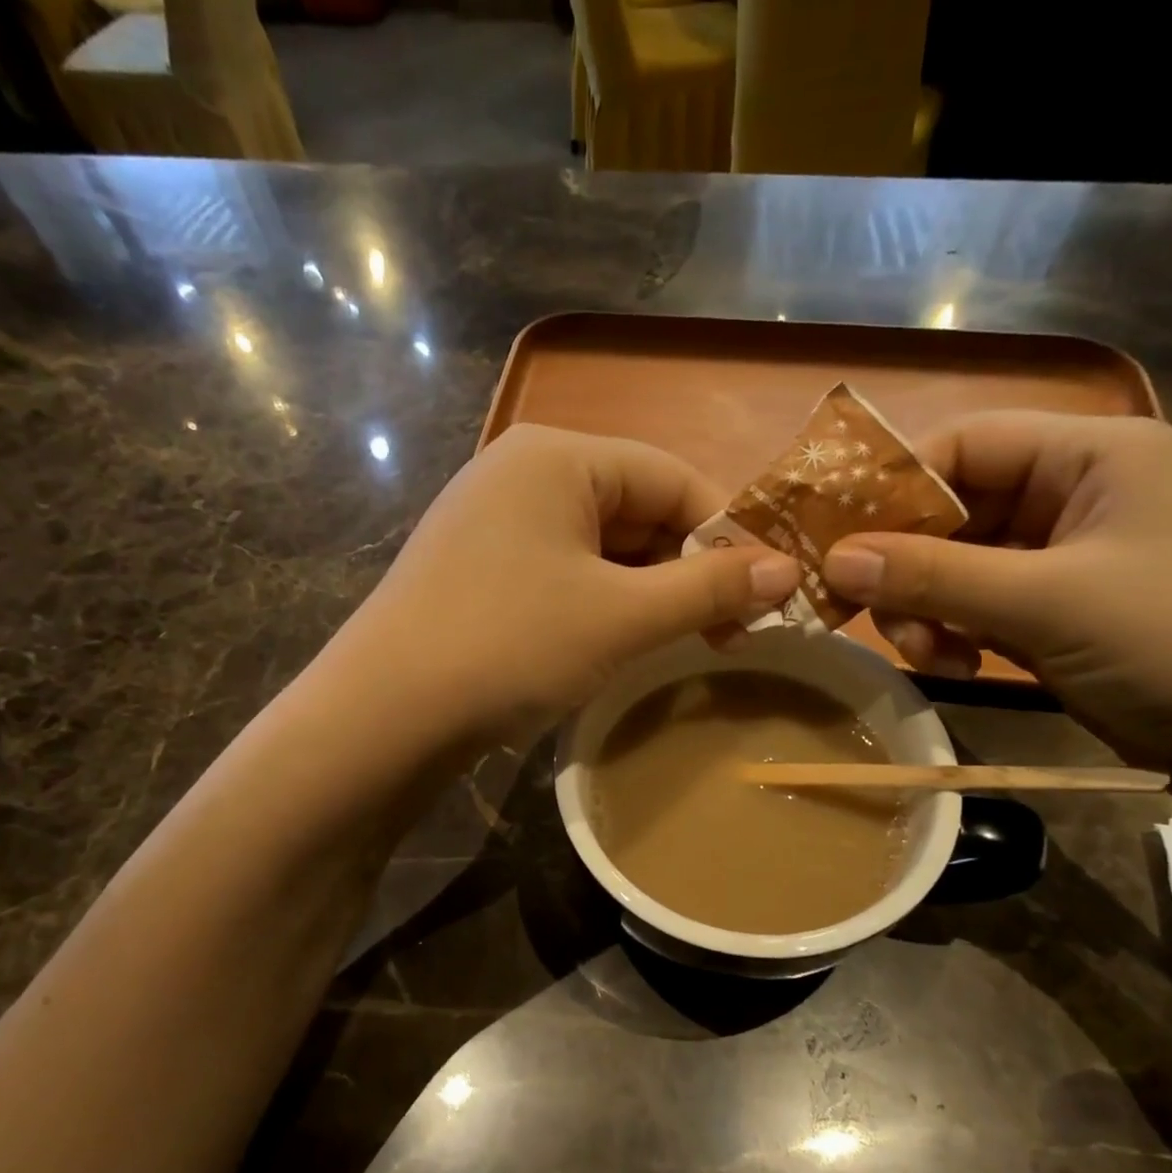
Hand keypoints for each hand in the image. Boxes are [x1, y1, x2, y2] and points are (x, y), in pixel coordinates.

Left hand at [343, 425, 799, 737]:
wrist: (384, 715)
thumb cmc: (511, 646)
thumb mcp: (621, 617)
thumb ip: (707, 589)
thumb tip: (787, 571)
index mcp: (558, 457)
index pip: (673, 477)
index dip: (727, 535)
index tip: (765, 594)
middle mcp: (522, 473)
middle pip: (636, 510)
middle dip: (688, 570)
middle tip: (731, 632)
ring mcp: (494, 522)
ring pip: (601, 548)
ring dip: (650, 592)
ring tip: (685, 643)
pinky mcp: (479, 570)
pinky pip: (564, 573)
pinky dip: (604, 604)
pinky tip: (622, 642)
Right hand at [821, 412, 1171, 768]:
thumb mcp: (1048, 603)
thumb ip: (934, 576)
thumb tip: (832, 560)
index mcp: (1094, 454)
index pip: (964, 444)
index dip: (894, 488)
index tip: (837, 543)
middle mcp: (1078, 492)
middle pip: (955, 508)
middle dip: (909, 564)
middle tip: (870, 615)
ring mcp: (1069, 556)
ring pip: (961, 564)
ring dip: (929, 606)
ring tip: (927, 655)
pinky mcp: (1061, 611)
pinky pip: (982, 604)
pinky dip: (956, 631)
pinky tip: (955, 667)